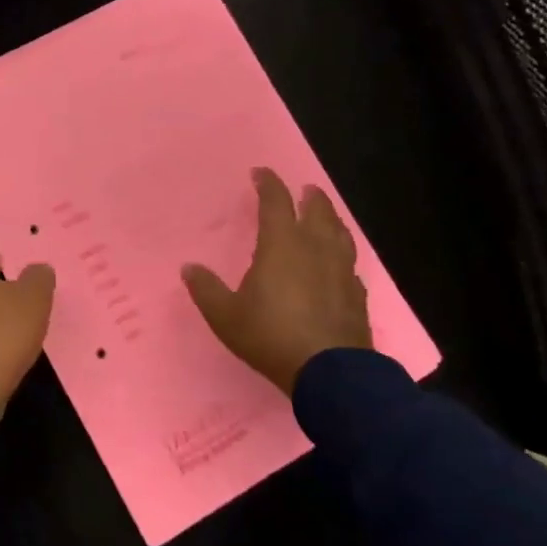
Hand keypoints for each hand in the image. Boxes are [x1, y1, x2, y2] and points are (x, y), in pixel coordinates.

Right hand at [182, 167, 372, 392]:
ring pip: (340, 234)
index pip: (276, 203)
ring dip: (331, 219)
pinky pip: (349, 264)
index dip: (269, 184)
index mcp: (282, 246)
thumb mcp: (226, 316)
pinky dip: (341, 255)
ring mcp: (341, 271)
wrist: (329, 372)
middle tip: (305, 189)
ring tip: (326, 217)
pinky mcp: (357, 294)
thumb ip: (206, 289)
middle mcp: (315, 249)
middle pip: (317, 212)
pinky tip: (339, 264)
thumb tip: (189, 268)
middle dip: (309, 197)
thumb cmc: (271, 336)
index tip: (261, 173)